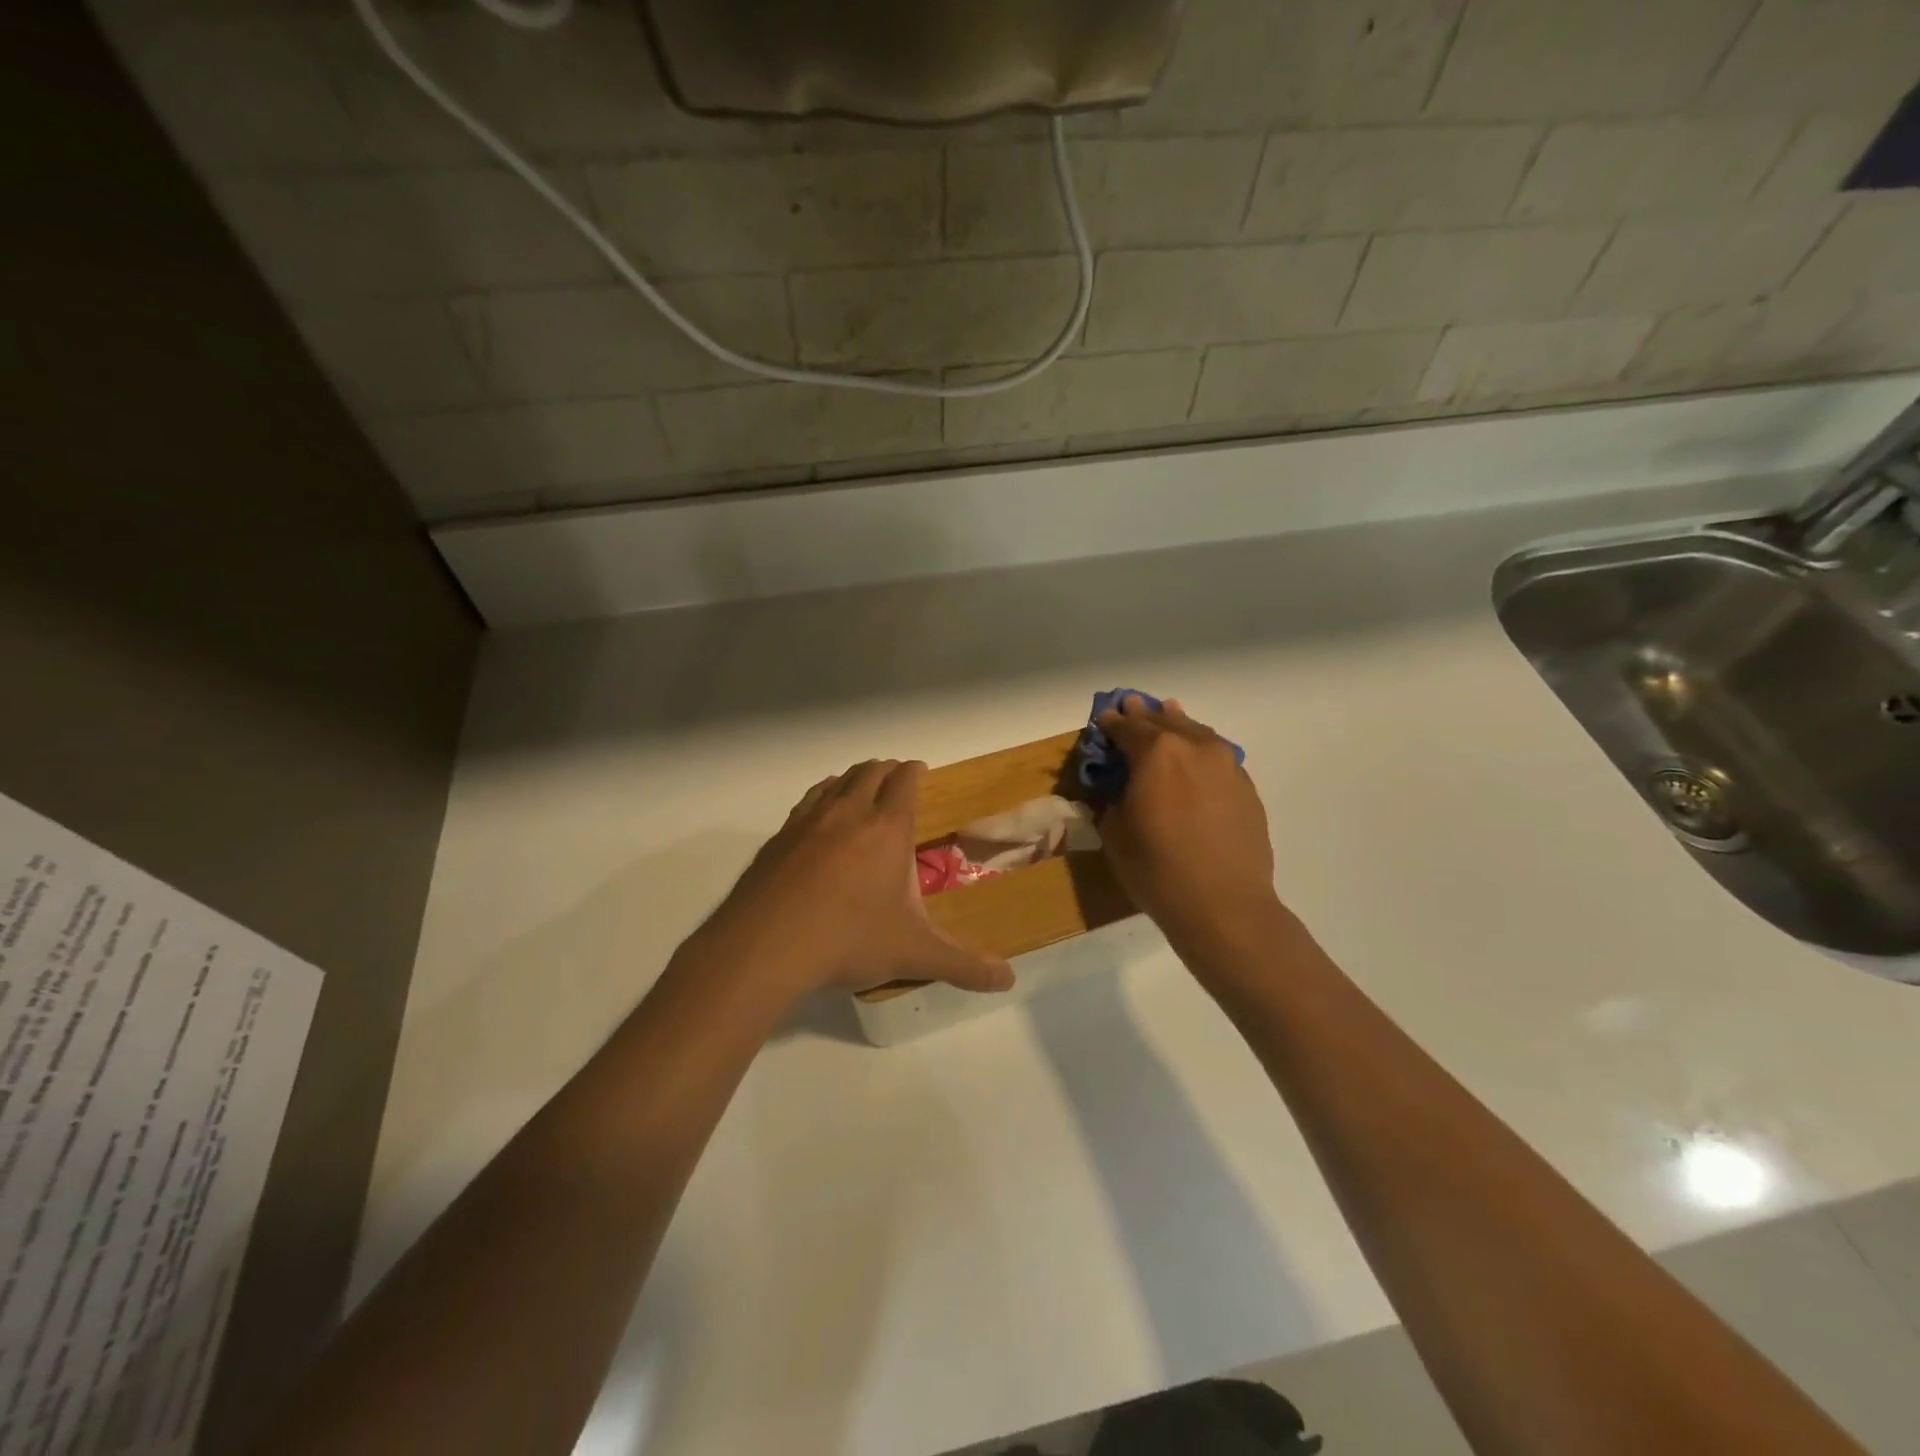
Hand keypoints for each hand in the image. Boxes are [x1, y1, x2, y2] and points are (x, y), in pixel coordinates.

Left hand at [687, 760, 1015, 999]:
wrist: (764, 946)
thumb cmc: (848, 940)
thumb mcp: (913, 954)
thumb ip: (963, 966)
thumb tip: (1009, 979)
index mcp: (886, 828)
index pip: (904, 781)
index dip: (915, 771)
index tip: (920, 771)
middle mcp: (848, 812)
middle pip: (870, 772)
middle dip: (886, 771)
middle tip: (896, 780)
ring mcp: (808, 821)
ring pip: (836, 782)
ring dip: (853, 779)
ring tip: (860, 790)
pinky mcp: (778, 838)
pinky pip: (807, 803)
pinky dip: (821, 798)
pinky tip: (818, 819)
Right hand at [1096, 696, 1280, 937]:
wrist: (1224, 905)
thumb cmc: (1157, 870)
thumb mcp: (1115, 834)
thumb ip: (1113, 799)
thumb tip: (1117, 788)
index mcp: (1156, 753)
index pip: (1127, 728)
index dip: (1111, 724)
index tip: (1102, 719)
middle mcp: (1194, 747)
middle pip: (1164, 721)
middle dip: (1144, 715)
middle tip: (1130, 705)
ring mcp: (1226, 764)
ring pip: (1196, 733)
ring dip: (1176, 724)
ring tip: (1167, 714)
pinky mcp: (1246, 786)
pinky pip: (1217, 756)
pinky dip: (1200, 749)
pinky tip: (1195, 757)